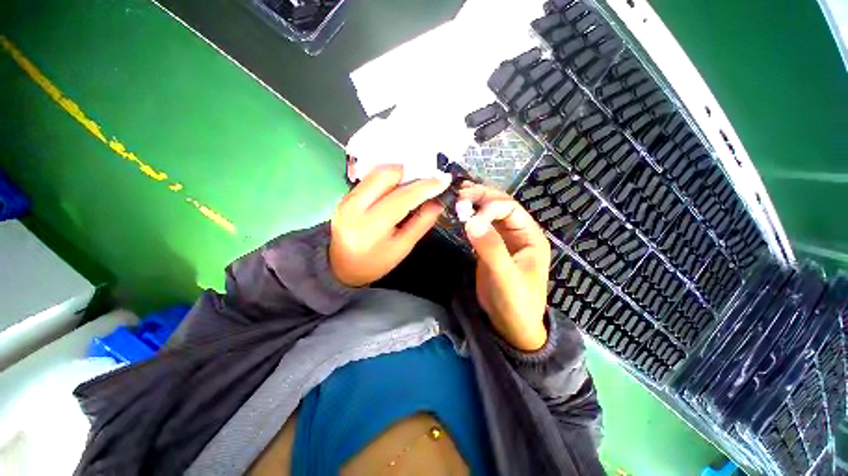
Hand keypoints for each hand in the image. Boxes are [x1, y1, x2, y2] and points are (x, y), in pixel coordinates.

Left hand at [330, 165, 451, 286]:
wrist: (342, 267)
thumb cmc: (376, 262)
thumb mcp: (403, 247)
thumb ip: (422, 222)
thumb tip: (438, 202)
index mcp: (370, 225)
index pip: (402, 198)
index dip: (425, 187)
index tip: (443, 180)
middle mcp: (354, 206)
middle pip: (386, 174)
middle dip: (410, 174)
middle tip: (425, 183)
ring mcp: (346, 198)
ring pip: (377, 172)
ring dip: (399, 175)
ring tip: (412, 186)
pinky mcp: (345, 195)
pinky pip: (370, 178)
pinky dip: (387, 180)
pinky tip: (395, 190)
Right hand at [458, 183, 550, 350]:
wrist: (511, 326)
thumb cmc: (516, 304)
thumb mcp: (505, 277)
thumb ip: (491, 249)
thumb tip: (471, 220)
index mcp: (530, 236)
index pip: (509, 209)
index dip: (489, 207)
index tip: (469, 216)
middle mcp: (519, 233)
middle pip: (501, 206)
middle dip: (482, 197)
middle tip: (461, 191)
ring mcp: (504, 240)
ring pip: (490, 214)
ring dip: (476, 203)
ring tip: (459, 195)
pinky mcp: (491, 247)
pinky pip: (482, 227)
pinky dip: (471, 218)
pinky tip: (461, 213)